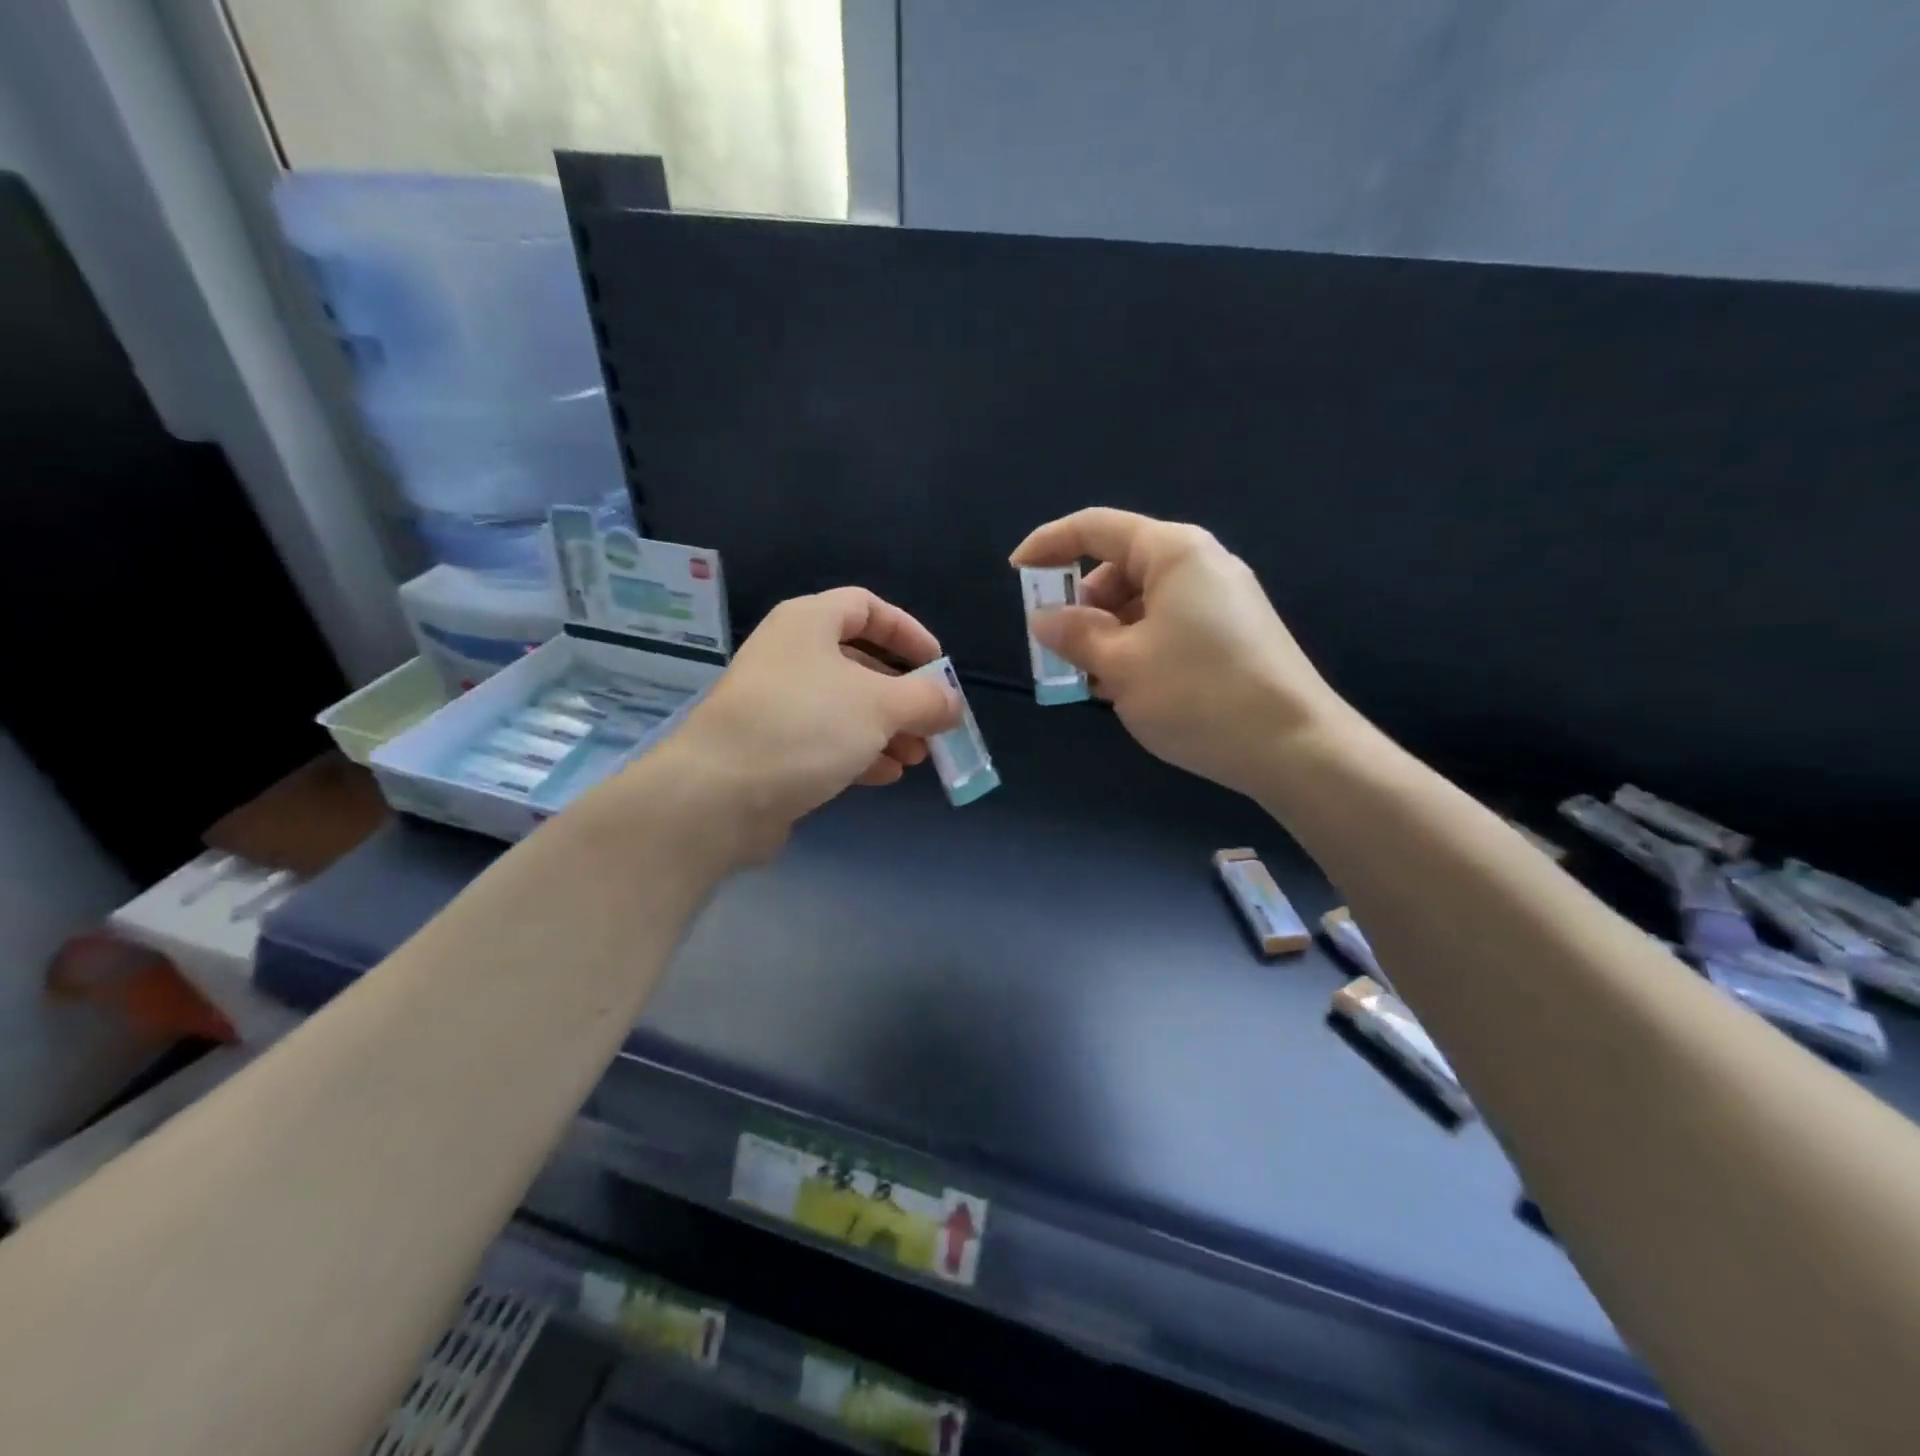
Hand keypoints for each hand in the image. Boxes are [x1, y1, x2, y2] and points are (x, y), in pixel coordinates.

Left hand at [632, 588, 961, 863]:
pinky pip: (826, 739)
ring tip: (918, 757)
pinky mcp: (771, 746)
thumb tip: (952, 703)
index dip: (907, 632)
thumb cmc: (804, 727)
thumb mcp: (879, 706)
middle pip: (860, 662)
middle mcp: (790, 655)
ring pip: (846, 706)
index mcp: (808, 623)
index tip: (938, 665)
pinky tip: (886, 775)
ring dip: (887, 729)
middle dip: (903, 694)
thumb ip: (925, 699)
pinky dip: (860, 752)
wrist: (718, 795)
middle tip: (933, 723)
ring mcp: (777, 703)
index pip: (866, 607)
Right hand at [1011, 507, 1344, 796]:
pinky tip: (1128, 686)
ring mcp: (1221, 599)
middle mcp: (1200, 564)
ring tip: (1092, 679)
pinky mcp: (1232, 633)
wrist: (1294, 747)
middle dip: (1081, 603)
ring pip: (1142, 602)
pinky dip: (1137, 646)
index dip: (1049, 544)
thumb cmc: (1198, 694)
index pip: (1096, 528)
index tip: (1016, 573)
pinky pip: (1167, 625)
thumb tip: (1043, 617)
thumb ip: (1074, 634)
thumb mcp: (1120, 665)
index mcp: (1173, 552)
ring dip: (1107, 633)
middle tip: (1060, 649)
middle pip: (1119, 566)